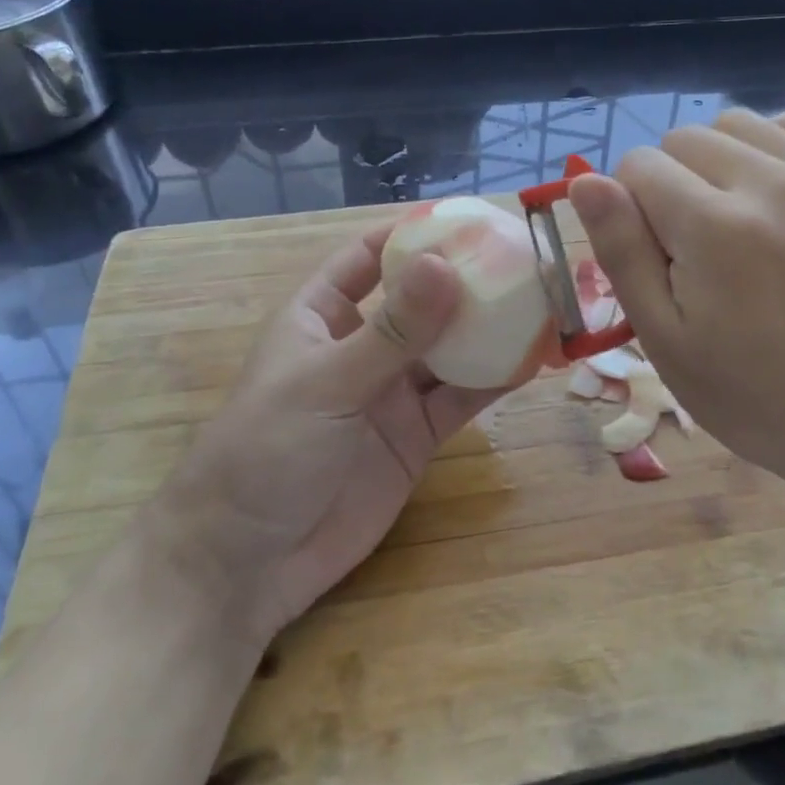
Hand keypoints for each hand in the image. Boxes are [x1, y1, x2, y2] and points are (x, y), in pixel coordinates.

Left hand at [150, 223, 500, 646]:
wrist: (248, 565)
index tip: (466, 218)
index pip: (368, 257)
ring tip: (537, 303)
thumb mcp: (326, 382)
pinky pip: (459, 399)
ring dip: (487, 330)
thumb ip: (392, 331)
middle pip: (420, 301)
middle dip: (464, 281)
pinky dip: (492, 380)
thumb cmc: (265, 451)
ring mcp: (390, 393)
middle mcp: (360, 346)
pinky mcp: (416, 436)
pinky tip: (529, 361)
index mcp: (320, 315)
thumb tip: (445, 264)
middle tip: (519, 259)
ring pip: (447, 350)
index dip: (411, 234)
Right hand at [568, 107, 784, 512]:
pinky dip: (777, 139)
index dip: (629, 210)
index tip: (655, 260)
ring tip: (731, 219)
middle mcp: (769, 183)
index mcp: (713, 227)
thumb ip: (622, 253)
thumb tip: (585, 181)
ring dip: (716, 160)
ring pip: (737, 123)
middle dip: (668, 185)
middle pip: (682, 139)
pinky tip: (775, 185)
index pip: (637, 166)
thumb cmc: (757, 398)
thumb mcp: (666, 342)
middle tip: (692, 251)